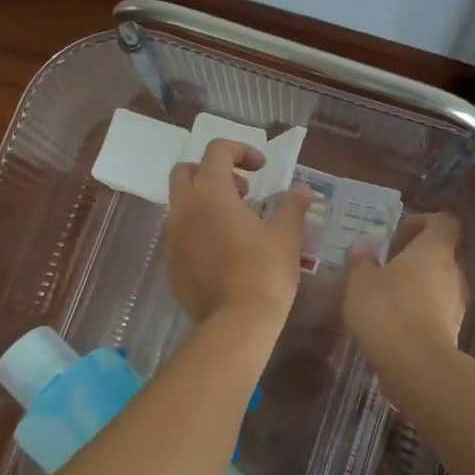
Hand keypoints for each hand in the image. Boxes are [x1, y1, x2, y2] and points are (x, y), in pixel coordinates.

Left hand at [165, 140, 310, 324]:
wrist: (236, 323)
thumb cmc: (265, 272)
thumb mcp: (286, 235)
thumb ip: (292, 206)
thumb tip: (304, 190)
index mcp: (211, 193)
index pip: (217, 151)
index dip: (241, 151)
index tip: (261, 168)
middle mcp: (184, 209)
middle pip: (186, 171)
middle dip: (212, 172)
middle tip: (243, 190)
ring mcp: (172, 237)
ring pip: (181, 204)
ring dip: (205, 201)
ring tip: (237, 222)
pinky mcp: (170, 264)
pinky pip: (180, 234)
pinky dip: (199, 229)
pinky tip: (224, 251)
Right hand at [343, 213, 468, 366]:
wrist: (416, 366)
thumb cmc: (387, 310)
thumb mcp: (360, 281)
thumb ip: (361, 261)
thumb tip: (363, 248)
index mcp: (434, 250)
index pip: (443, 222)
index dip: (422, 222)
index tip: (397, 235)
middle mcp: (453, 272)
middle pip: (440, 254)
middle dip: (414, 258)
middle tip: (384, 267)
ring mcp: (457, 303)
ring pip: (438, 284)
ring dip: (416, 286)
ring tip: (385, 298)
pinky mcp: (453, 331)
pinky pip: (435, 311)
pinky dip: (418, 312)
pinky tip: (392, 325)